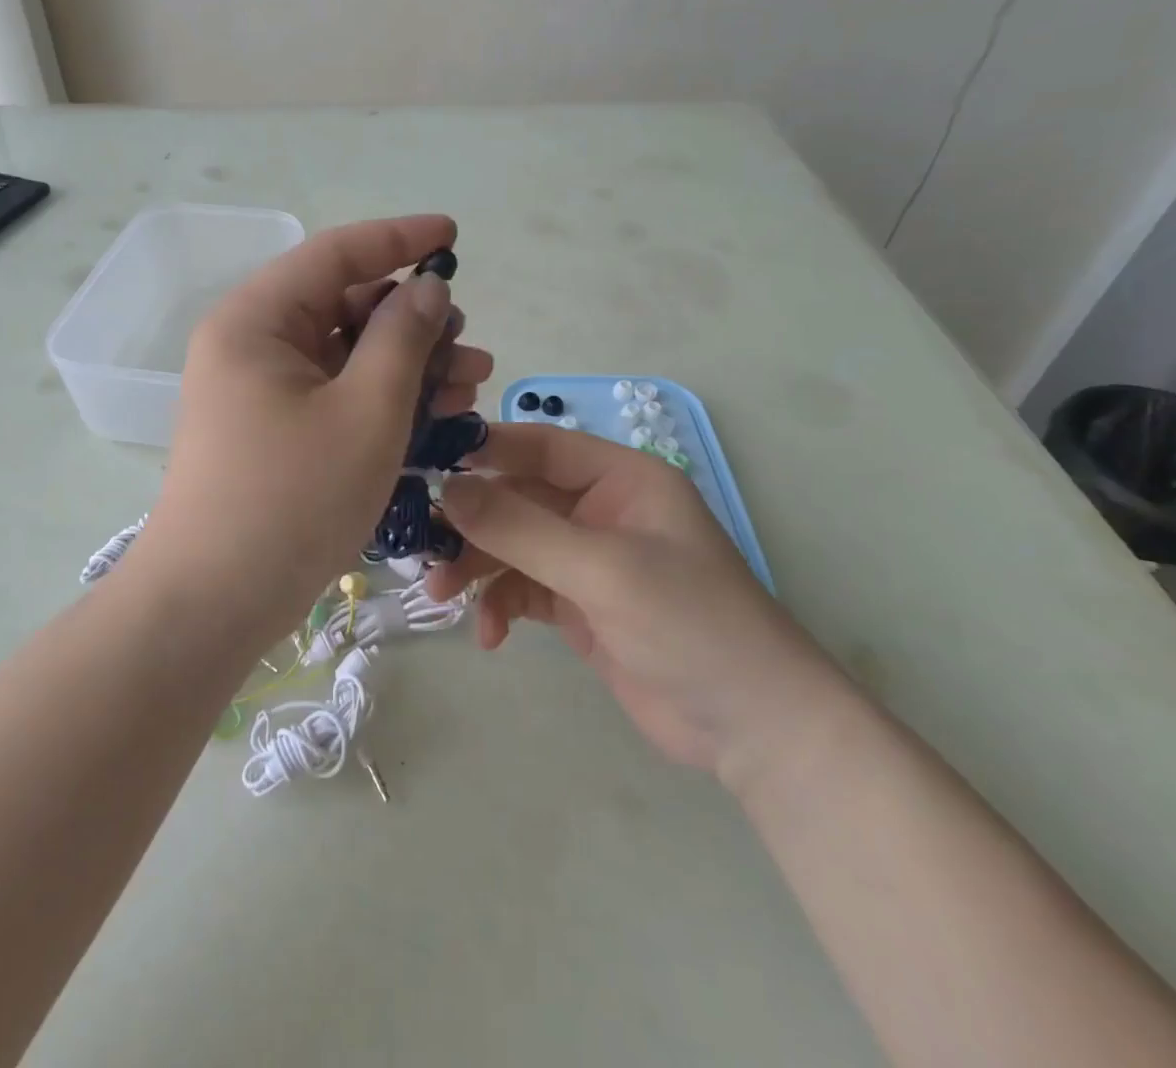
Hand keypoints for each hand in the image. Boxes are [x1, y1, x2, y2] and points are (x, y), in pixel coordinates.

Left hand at [141, 216, 492, 644]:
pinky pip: (334, 393)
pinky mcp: (271, 428)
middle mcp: (251, 343)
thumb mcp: (366, 412)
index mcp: (256, 319)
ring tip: (470, 383)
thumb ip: (402, 338)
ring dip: (407, 363)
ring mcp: (258, 389)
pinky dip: (381, 398)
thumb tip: (426, 288)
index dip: (400, 239)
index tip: (454, 235)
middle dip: (412, 319)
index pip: (336, 253)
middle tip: (470, 343)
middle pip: (342, 304)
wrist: (214, 603)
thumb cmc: (292, 500)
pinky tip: (434, 414)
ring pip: (345, 353)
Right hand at [426, 423, 847, 779]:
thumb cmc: (689, 624)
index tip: (426, 466)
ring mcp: (588, 560)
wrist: (753, 729)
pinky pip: (523, 589)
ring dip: (476, 568)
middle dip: (471, 523)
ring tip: (441, 597)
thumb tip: (446, 490)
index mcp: (620, 478)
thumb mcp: (601, 568)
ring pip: (512, 545)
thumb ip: (520, 527)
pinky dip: (501, 606)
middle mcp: (600, 510)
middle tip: (422, 546)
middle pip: (517, 498)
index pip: (540, 445)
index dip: (484, 450)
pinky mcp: (579, 605)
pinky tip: (490, 637)